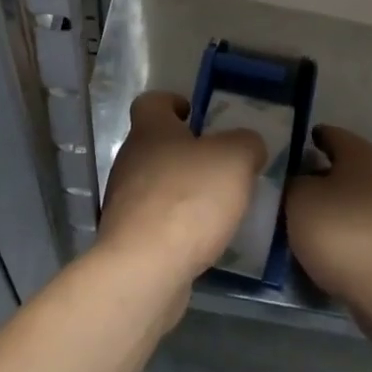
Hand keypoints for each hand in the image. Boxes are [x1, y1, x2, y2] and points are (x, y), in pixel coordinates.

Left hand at [97, 91, 266, 306]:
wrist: (145, 269)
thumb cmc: (189, 199)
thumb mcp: (234, 159)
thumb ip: (246, 144)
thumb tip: (247, 145)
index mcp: (150, 130)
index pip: (151, 102)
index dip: (172, 102)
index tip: (194, 114)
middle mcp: (130, 160)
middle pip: (155, 144)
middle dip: (185, 152)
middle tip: (220, 164)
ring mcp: (124, 200)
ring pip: (155, 184)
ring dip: (181, 190)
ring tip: (216, 206)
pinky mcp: (128, 238)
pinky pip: (155, 220)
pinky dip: (176, 224)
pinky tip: (200, 239)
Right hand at [286, 125, 371, 308]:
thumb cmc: (342, 233)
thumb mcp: (298, 199)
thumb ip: (293, 181)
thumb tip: (299, 180)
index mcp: (361, 153)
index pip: (330, 133)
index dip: (307, 140)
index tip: (286, 152)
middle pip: (345, 166)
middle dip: (319, 174)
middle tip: (290, 187)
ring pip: (356, 197)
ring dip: (333, 204)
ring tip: (305, 218)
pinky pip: (365, 225)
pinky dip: (347, 229)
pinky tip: (328, 243)